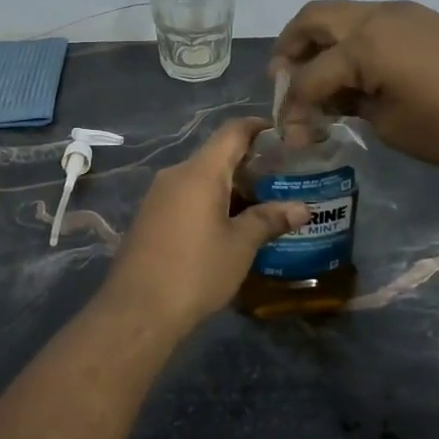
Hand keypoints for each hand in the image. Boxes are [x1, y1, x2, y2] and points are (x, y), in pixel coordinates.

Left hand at [99, 119, 307, 333]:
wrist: (137, 310)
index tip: (284, 136)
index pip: (233, 131)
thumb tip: (302, 208)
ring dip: (230, 187)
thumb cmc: (195, 271)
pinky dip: (210, 202)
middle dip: (250, 164)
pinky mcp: (149, 217)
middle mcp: (176, 174)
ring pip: (201, 178)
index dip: (259, 127)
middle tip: (282, 180)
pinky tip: (229, 226)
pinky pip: (186, 197)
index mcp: (200, 172)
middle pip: (217, 155)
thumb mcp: (240, 246)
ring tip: (262, 205)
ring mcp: (158, 196)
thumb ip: (269, 220)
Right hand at [273, 0, 438, 168]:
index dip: (292, 107)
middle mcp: (375, 18)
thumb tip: (337, 101)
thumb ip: (353, 108)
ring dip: (320, 42)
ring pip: (342, 15)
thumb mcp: (392, 126)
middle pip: (312, 19)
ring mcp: (402, 13)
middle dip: (289, 48)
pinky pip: (369, 22)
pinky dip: (349, 42)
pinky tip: (357, 73)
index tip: (291, 137)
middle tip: (282, 80)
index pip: (308, 76)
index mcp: (362, 45)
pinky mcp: (422, 19)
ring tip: (319, 79)